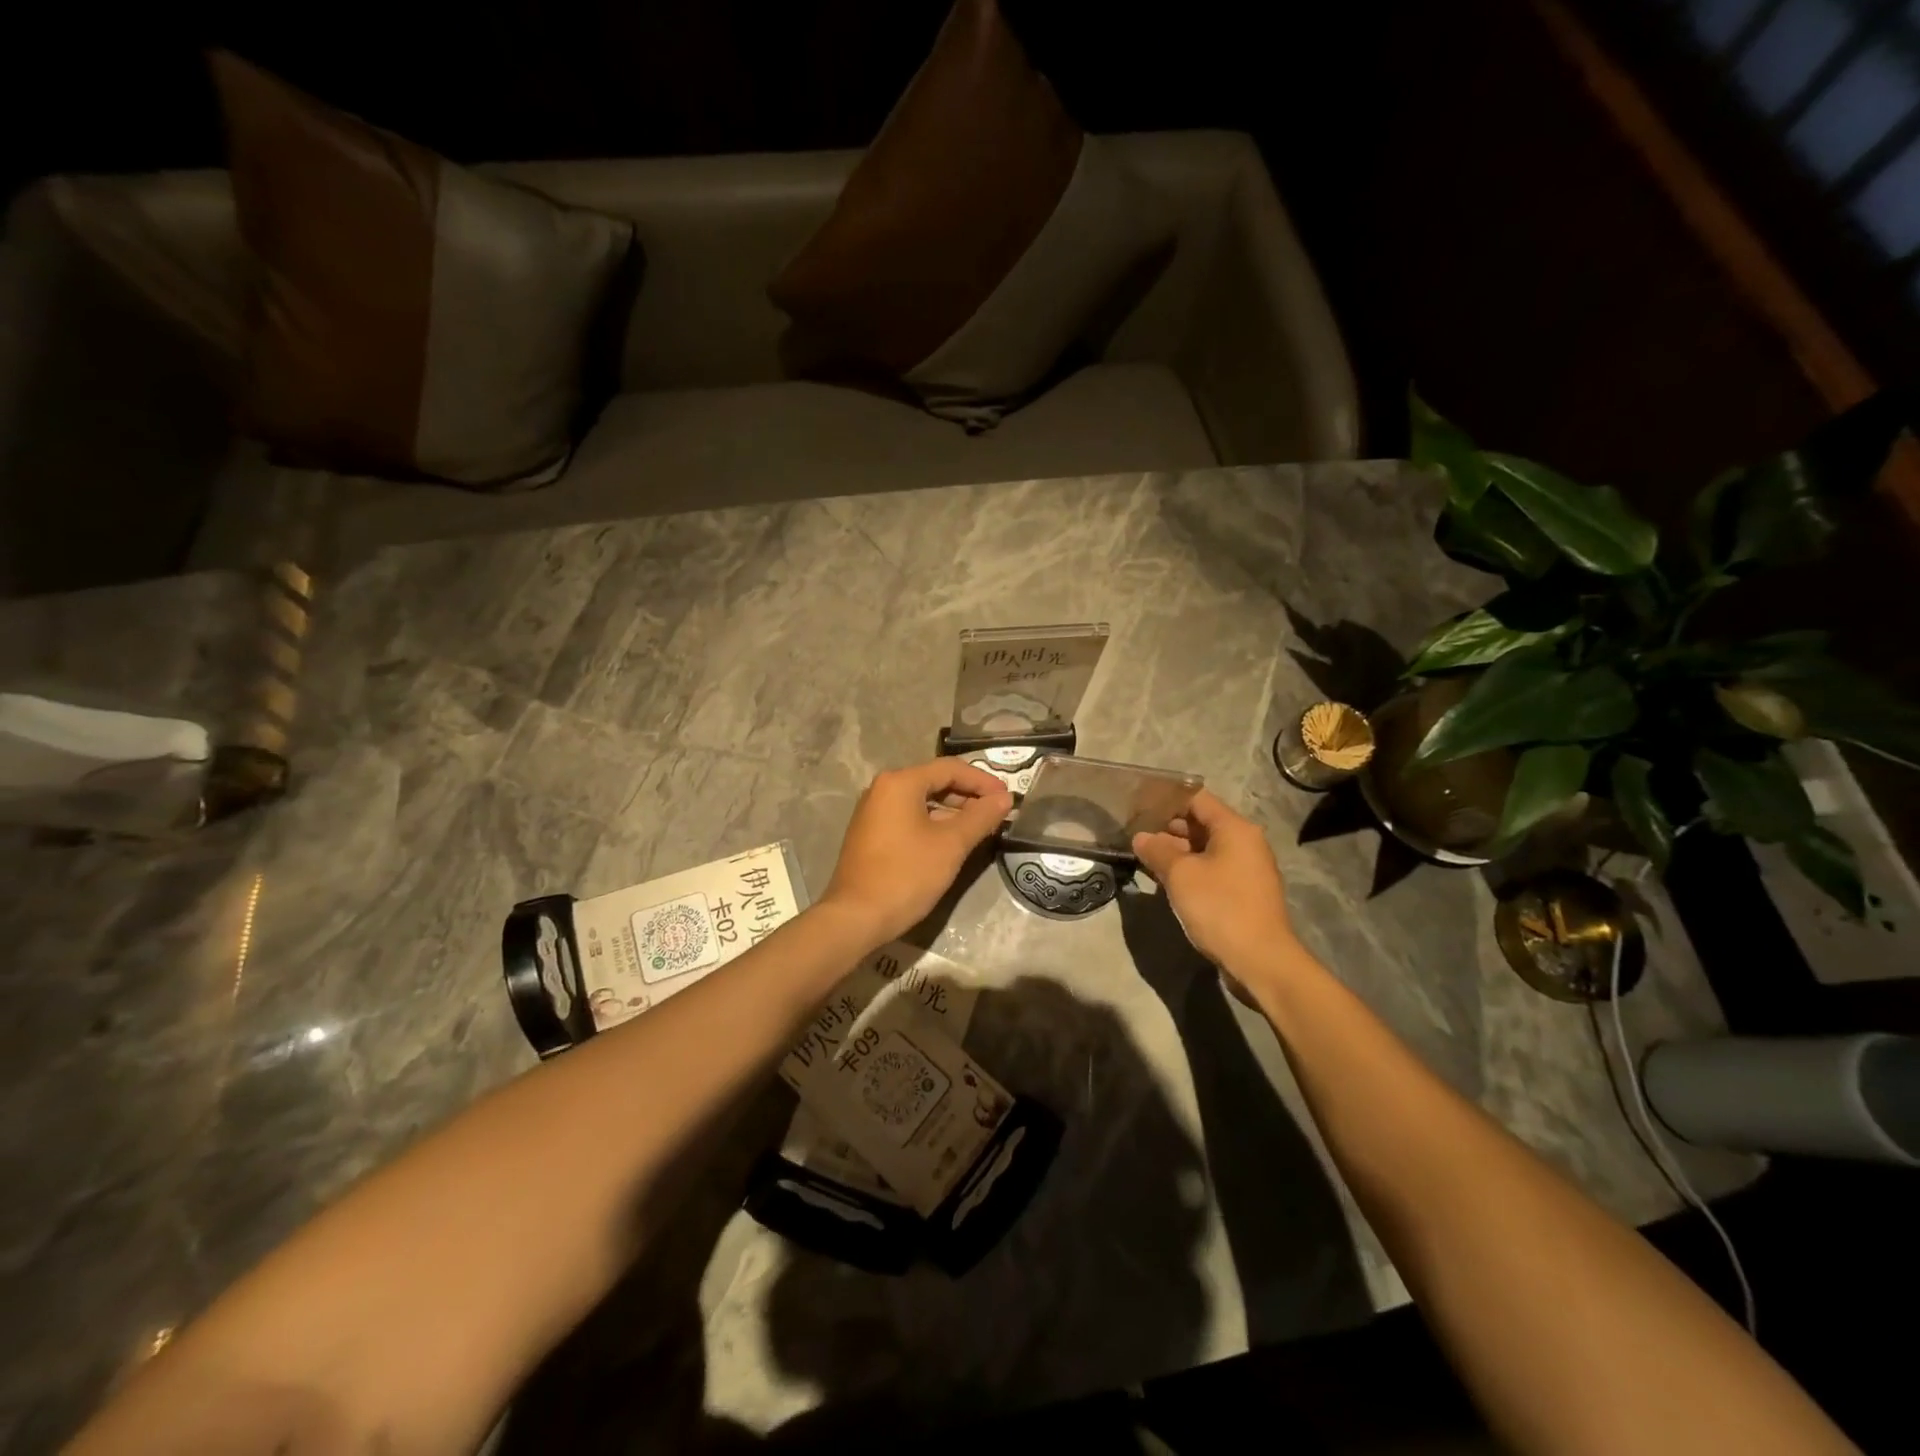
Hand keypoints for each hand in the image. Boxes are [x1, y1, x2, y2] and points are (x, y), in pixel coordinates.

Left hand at [821, 759, 1012, 946]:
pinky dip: (933, 823)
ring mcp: (873, 811)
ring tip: (980, 827)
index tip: (1007, 798)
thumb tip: (1004, 798)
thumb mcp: (951, 845)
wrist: (856, 917)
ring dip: (953, 810)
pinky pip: (909, 817)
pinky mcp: (871, 833)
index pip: (950, 768)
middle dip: (968, 795)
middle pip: (934, 781)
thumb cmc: (906, 875)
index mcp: (900, 782)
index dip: (983, 781)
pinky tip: (951, 841)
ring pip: (922, 801)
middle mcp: (883, 789)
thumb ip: (980, 817)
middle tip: (997, 813)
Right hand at [1132, 790, 1297, 976]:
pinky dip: (1190, 871)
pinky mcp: (1244, 893)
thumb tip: (1141, 837)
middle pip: (1202, 823)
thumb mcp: (1180, 875)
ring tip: (1144, 858)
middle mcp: (1245, 843)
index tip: (1139, 806)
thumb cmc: (1220, 907)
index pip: (1197, 799)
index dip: (1167, 800)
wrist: (1260, 961)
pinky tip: (1165, 881)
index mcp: (1235, 829)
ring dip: (1177, 852)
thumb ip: (1157, 850)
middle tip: (1135, 834)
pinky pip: (1212, 870)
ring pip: (1205, 849)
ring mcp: (1247, 869)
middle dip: (1168, 828)